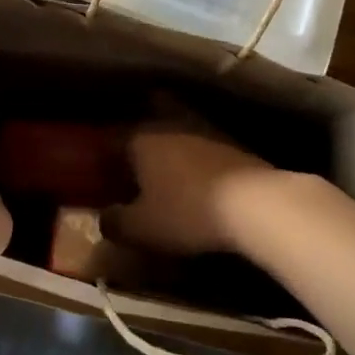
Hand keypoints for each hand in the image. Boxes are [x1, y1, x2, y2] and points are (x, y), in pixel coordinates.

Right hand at [110, 124, 282, 257]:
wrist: (254, 203)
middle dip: (139, 142)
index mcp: (141, 139)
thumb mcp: (142, 228)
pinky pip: (202, 147)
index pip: (113, 139)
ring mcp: (204, 132)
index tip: (100, 172)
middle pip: (147, 127)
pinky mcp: (232, 144)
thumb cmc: (187, 212)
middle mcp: (169, 126)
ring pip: (177, 133)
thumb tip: (103, 219)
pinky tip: (198, 179)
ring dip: (171, 149)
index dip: (104, 156)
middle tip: (133, 165)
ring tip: (167, 174)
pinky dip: (196, 160)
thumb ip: (115, 223)